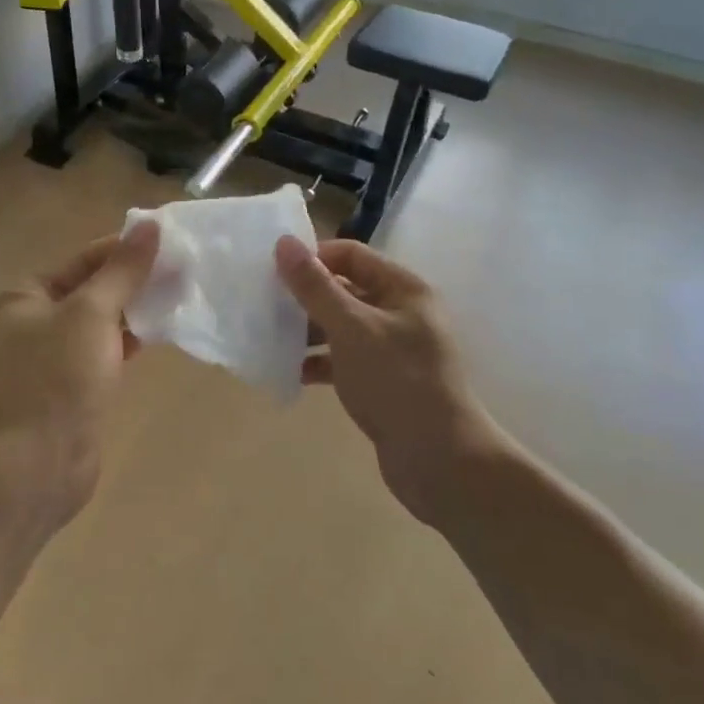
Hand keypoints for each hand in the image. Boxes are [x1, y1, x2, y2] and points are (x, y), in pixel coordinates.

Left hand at [0, 220, 160, 532]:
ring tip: (179, 296)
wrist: (32, 469)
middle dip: (133, 281)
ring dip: (134, 311)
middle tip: (182, 270)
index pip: (82, 260)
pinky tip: (160, 334)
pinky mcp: (69, 390)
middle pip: (91, 290)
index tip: (171, 243)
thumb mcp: (91, 314)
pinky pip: (102, 354)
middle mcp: (31, 323)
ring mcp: (49, 360)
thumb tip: (150, 225)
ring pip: (99, 324)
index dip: (125, 249)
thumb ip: (122, 271)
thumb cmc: (55, 380)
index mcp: (23, 297)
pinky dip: (128, 343)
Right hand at [274, 237, 499, 523]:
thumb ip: (315, 286)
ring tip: (268, 339)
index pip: (351, 255)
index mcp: (403, 288)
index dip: (312, 259)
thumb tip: (284, 242)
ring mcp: (392, 349)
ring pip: (340, 327)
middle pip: (344, 290)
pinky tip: (289, 372)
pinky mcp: (382, 381)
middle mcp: (400, 312)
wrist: (439, 460)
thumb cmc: (396, 381)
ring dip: (307, 331)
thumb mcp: (351, 328)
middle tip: (263, 306)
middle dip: (304, 297)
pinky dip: (318, 362)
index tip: (272, 273)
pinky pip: (343, 360)